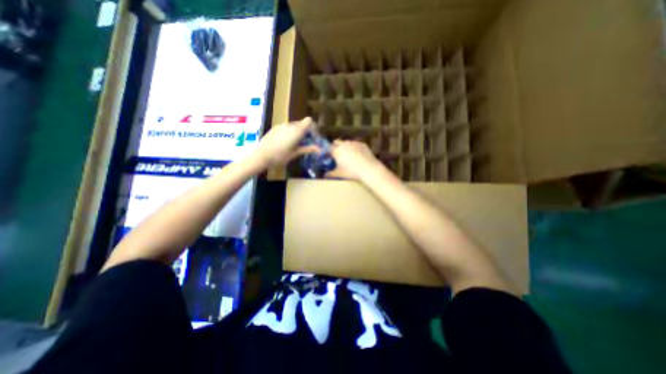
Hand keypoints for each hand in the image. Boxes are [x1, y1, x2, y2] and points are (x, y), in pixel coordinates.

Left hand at [253, 117, 317, 166]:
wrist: (261, 156)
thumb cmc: (280, 156)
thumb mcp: (295, 153)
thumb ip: (307, 149)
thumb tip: (319, 149)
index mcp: (297, 130)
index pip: (308, 121)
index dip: (313, 127)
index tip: (313, 136)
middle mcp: (289, 125)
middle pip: (301, 123)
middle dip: (305, 131)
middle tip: (305, 142)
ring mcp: (281, 125)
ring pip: (293, 126)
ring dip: (296, 132)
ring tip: (294, 144)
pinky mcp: (274, 128)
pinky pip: (285, 128)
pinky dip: (288, 133)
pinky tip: (284, 143)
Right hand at [324, 140, 384, 180]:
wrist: (369, 169)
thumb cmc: (352, 172)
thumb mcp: (339, 174)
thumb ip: (330, 174)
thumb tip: (324, 175)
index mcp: (336, 151)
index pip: (328, 147)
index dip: (328, 151)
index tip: (329, 156)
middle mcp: (344, 144)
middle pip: (336, 142)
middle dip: (335, 146)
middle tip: (338, 155)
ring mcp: (354, 143)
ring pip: (346, 142)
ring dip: (345, 146)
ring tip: (349, 155)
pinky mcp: (362, 144)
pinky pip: (355, 144)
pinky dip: (354, 148)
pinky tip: (358, 155)